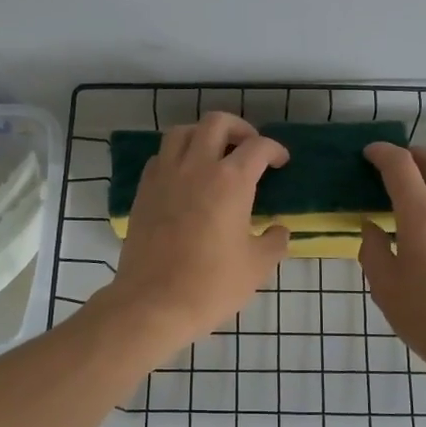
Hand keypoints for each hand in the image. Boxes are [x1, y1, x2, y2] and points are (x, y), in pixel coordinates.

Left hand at [102, 111, 289, 348]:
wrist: (153, 303)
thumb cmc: (211, 285)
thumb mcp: (257, 267)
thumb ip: (274, 242)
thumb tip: (278, 230)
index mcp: (231, 181)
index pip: (258, 147)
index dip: (275, 150)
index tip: (281, 162)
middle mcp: (196, 166)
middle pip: (217, 123)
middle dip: (239, 128)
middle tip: (248, 147)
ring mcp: (165, 176)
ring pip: (182, 132)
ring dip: (203, 135)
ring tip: (214, 154)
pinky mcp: (144, 191)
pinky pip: (161, 157)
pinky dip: (177, 156)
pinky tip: (185, 177)